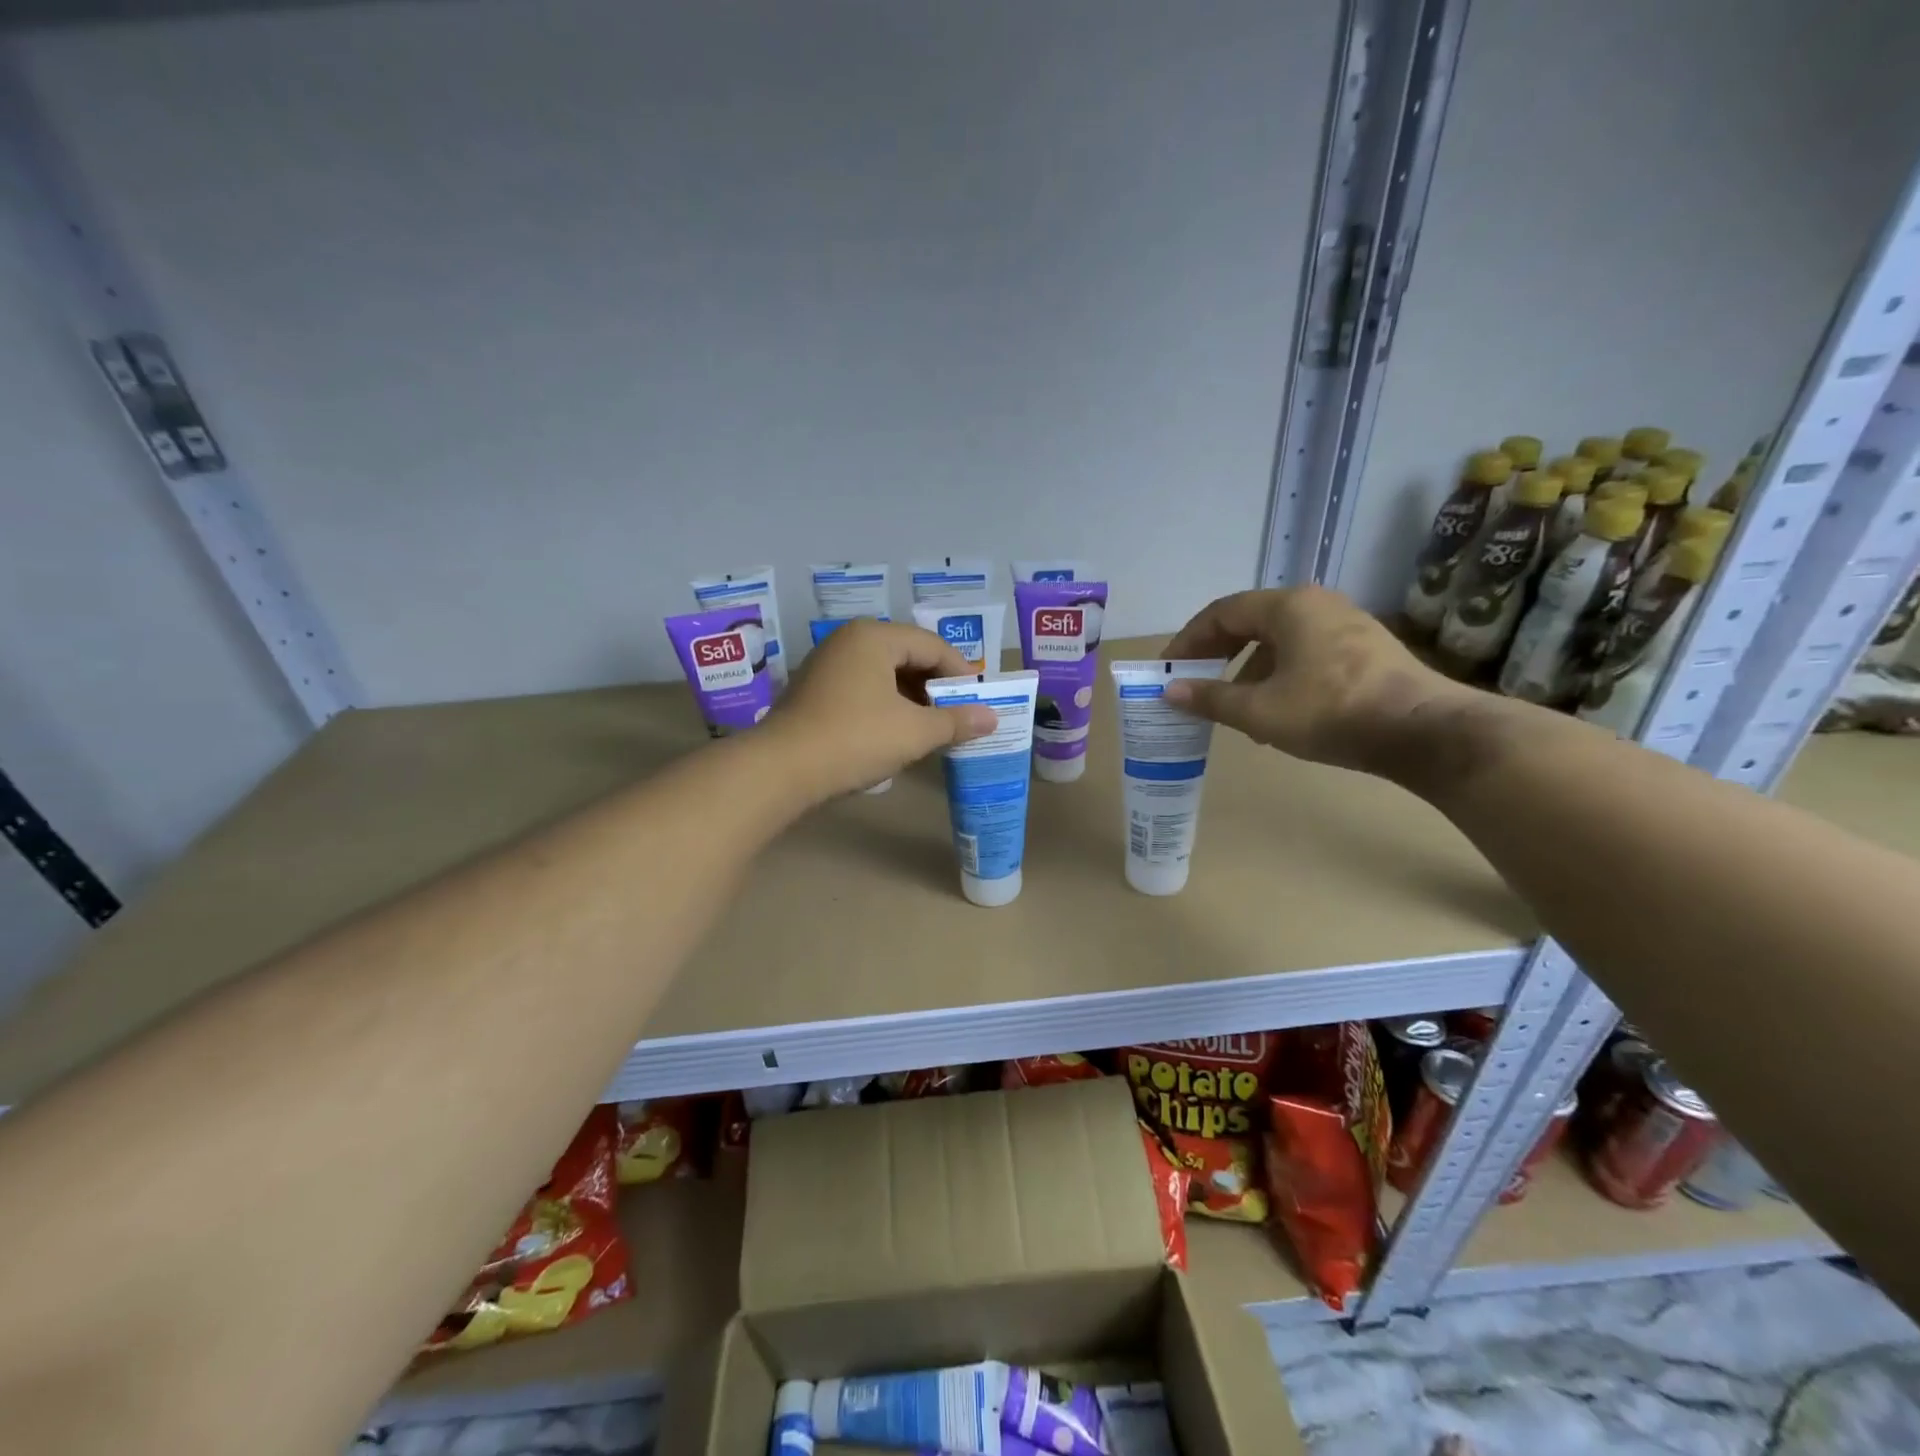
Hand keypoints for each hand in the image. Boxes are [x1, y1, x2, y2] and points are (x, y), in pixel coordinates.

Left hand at [765, 619, 998, 800]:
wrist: (781, 770)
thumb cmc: (855, 740)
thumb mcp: (914, 732)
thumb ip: (956, 721)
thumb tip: (992, 718)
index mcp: (874, 637)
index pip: (932, 645)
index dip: (962, 673)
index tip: (979, 702)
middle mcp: (848, 641)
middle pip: (907, 655)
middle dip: (936, 686)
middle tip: (957, 714)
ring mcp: (826, 665)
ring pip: (883, 673)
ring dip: (912, 698)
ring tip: (932, 727)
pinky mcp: (814, 690)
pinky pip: (862, 688)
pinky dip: (886, 705)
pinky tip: (896, 732)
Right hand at [1161, 587, 1471, 773]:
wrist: (1422, 731)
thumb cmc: (1330, 712)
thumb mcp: (1259, 711)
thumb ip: (1211, 698)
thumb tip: (1170, 691)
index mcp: (1287, 607)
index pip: (1222, 613)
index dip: (1189, 640)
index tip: (1168, 668)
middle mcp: (1316, 603)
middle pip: (1251, 621)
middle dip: (1218, 653)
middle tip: (1195, 681)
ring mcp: (1346, 623)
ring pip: (1280, 638)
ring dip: (1249, 668)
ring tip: (1235, 705)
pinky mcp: (1366, 647)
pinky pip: (1306, 650)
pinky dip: (1280, 673)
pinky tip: (1278, 710)